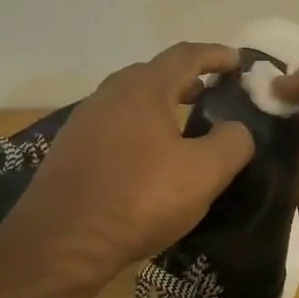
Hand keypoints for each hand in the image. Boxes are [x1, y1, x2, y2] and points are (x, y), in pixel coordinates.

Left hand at [6, 42, 255, 281]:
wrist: (60, 242)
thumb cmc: (138, 199)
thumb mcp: (203, 173)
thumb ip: (232, 143)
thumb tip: (236, 128)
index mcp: (142, 89)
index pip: (185, 56)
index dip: (215, 55)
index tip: (238, 60)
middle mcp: (108, 95)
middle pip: (153, 74)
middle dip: (186, 79)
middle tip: (211, 91)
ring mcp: (83, 122)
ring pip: (130, 101)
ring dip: (160, 104)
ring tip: (183, 122)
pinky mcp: (69, 151)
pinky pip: (114, 126)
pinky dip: (139, 128)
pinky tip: (147, 156)